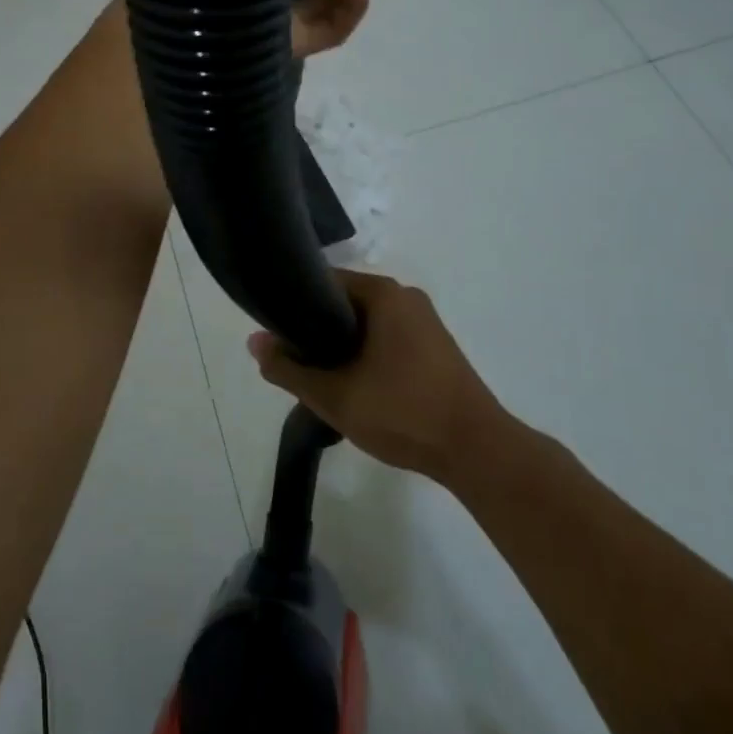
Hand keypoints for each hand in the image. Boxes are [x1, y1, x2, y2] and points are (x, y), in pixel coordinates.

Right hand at [247, 269, 504, 482]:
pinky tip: (355, 387)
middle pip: (345, 303)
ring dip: (341, 347)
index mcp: (384, 294)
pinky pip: (387, 339)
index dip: (295, 303)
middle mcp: (405, 298)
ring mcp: (425, 323)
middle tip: (295, 362)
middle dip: (317, 330)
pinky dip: (365, 356)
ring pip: (366, 325)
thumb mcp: (334, 395)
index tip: (275, 332)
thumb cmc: (403, 413)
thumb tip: (255, 342)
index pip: (325, 281)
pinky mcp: (435, 348)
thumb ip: (289, 369)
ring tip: (320, 378)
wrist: (477, 452)